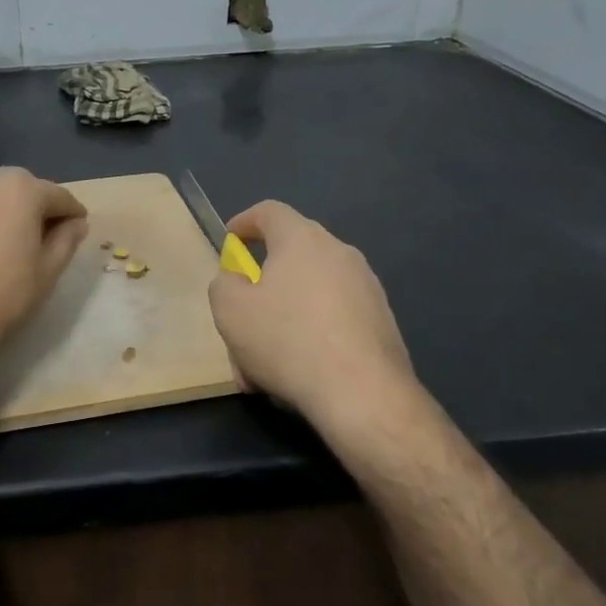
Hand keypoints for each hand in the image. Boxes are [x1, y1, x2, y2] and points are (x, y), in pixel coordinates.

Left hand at [0, 168, 88, 371]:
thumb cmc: (4, 296)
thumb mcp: (48, 270)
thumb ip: (67, 239)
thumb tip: (76, 222)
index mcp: (21, 189)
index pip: (58, 196)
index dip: (72, 214)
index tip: (78, 230)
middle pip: (22, 189)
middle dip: (37, 208)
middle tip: (44, 239)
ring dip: (5, 212)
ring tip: (9, 244)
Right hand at [208, 201, 420, 425]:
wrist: (362, 393)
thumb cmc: (286, 339)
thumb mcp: (230, 309)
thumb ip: (224, 284)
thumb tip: (237, 280)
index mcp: (302, 240)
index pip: (270, 212)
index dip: (245, 222)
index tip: (230, 240)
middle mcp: (339, 254)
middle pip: (290, 259)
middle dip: (260, 287)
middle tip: (240, 318)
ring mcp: (366, 288)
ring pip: (309, 296)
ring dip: (282, 320)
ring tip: (261, 363)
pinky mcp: (382, 323)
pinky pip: (333, 319)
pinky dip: (310, 337)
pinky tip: (295, 374)